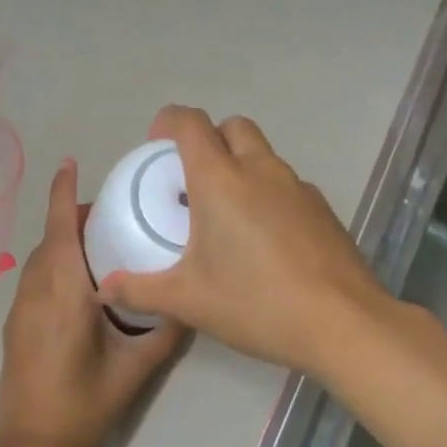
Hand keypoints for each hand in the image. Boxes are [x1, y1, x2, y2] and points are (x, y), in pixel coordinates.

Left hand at [0, 158, 184, 446]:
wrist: (31, 446)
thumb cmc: (83, 405)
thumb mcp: (134, 369)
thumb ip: (164, 332)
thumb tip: (186, 304)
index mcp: (63, 293)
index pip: (60, 229)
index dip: (63, 193)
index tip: (70, 163)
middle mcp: (35, 292)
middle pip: (50, 239)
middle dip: (73, 218)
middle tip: (113, 216)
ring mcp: (19, 309)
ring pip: (39, 260)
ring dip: (62, 243)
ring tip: (100, 247)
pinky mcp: (14, 326)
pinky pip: (34, 279)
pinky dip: (54, 265)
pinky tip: (80, 285)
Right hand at [98, 106, 387, 375]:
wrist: (342, 323)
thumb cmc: (256, 304)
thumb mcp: (188, 301)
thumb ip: (140, 291)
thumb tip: (103, 289)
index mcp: (221, 181)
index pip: (191, 124)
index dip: (168, 122)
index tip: (155, 144)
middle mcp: (261, 171)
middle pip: (232, 127)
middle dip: (208, 139)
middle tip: (191, 180)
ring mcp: (298, 187)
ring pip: (263, 154)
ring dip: (239, 165)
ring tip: (225, 214)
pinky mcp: (322, 209)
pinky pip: (286, 184)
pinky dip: (267, 193)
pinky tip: (264, 239)